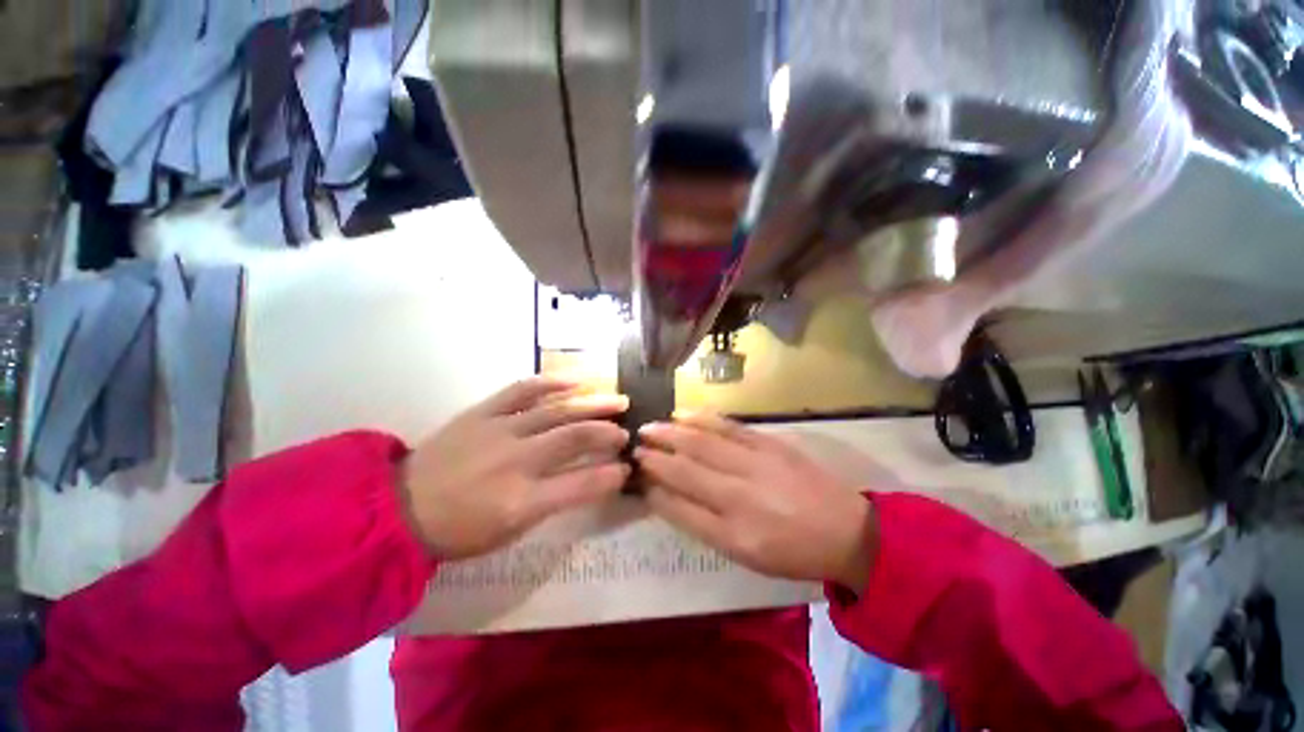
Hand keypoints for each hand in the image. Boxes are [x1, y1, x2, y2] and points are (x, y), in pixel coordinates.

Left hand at [400, 378, 630, 558]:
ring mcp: (499, 431)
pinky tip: (575, 380)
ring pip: (557, 411)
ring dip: (592, 405)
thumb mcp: (510, 531)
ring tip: (618, 401)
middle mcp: (516, 461)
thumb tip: (589, 479)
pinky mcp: (483, 412)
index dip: (611, 475)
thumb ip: (553, 503)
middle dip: (608, 433)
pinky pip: (523, 389)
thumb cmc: (459, 530)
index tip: (627, 468)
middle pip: (574, 438)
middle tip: (627, 431)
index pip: (581, 485)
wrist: (398, 507)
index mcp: (521, 502)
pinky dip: (552, 382)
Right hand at [636, 413, 876, 592]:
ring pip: (703, 443)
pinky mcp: (770, 443)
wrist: (847, 531)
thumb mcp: (746, 554)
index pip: (680, 506)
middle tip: (634, 445)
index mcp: (734, 532)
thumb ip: (703, 525)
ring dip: (672, 433)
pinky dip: (702, 419)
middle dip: (656, 455)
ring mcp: (756, 463)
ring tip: (649, 427)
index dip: (654, 488)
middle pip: (687, 469)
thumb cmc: (793, 551)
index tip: (636, 474)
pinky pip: (729, 426)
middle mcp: (740, 495)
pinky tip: (683, 413)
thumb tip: (667, 497)